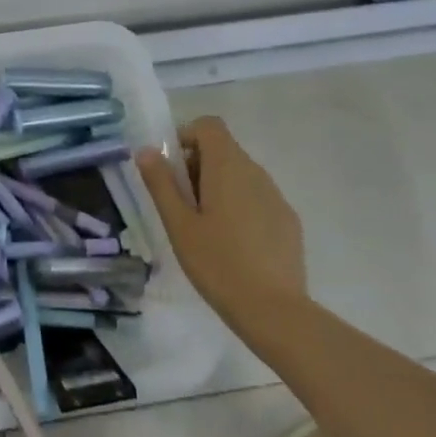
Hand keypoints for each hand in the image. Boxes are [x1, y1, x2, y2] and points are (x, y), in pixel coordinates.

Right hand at [137, 115, 308, 323]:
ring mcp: (276, 196)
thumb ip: (161, 183)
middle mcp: (256, 172)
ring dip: (218, 187)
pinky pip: (257, 198)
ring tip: (205, 229)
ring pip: (240, 175)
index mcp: (227, 167)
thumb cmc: (217, 263)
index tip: (172, 171)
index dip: (187, 137)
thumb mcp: (178, 224)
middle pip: (223, 150)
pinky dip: (240, 207)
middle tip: (182, 206)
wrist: (274, 310)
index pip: (209, 126)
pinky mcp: (288, 221)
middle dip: (197, 167)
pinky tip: (233, 245)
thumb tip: (147, 150)